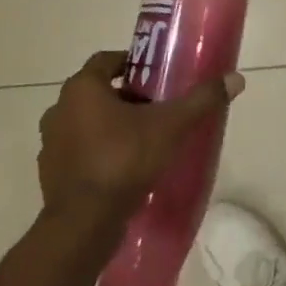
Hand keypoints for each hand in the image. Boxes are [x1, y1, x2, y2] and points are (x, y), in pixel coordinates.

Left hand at [37, 52, 244, 221]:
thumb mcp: (171, 126)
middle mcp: (59, 109)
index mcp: (82, 89)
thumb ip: (201, 100)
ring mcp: (50, 144)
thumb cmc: (124, 160)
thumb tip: (236, 79)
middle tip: (155, 107)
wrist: (84, 224)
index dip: (132, 63)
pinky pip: (78, 152)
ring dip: (108, 125)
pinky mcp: (50, 174)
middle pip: (97, 92)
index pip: (106, 60)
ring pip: (85, 122)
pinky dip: (97, 153)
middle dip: (125, 96)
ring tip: (142, 138)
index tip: (155, 75)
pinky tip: (122, 167)